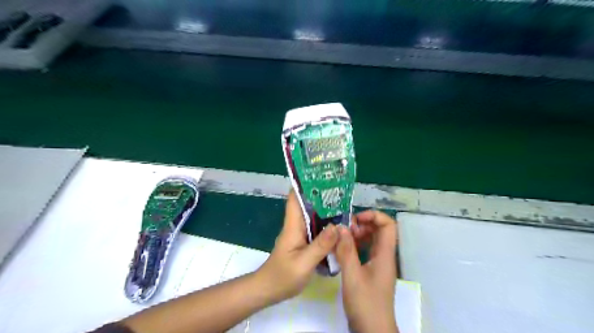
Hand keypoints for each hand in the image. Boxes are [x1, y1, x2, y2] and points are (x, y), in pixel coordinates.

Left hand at [255, 191, 338, 301]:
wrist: (269, 290)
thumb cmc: (283, 276)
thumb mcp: (304, 263)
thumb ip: (320, 246)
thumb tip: (337, 226)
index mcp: (293, 225)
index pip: (294, 198)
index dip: (304, 185)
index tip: (319, 176)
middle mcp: (296, 225)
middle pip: (307, 204)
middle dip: (321, 195)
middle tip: (340, 189)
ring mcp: (299, 233)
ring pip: (313, 216)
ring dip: (325, 209)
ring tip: (344, 204)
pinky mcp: (303, 241)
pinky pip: (316, 228)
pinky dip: (326, 224)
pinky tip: (339, 225)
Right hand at [333, 211, 397, 332]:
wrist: (373, 330)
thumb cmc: (366, 303)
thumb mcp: (352, 276)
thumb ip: (346, 251)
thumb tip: (340, 227)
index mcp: (385, 254)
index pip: (388, 225)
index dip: (374, 216)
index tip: (355, 219)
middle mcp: (384, 256)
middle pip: (379, 230)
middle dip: (362, 224)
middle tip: (345, 229)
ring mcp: (378, 264)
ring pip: (371, 240)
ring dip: (357, 235)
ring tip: (341, 239)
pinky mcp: (371, 271)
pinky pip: (364, 251)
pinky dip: (354, 246)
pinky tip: (341, 250)